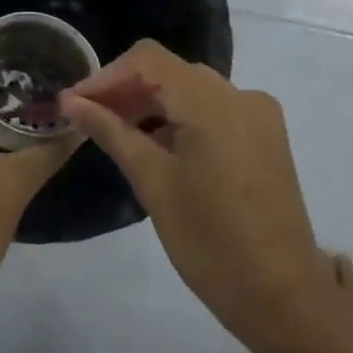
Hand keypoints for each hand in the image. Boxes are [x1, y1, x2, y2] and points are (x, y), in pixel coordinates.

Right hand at [59, 40, 319, 350]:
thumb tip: (71, 101)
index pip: (148, 60)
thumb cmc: (208, 239)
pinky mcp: (266, 138)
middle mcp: (241, 95)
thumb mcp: (152, 181)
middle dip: (127, 91)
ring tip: (117, 136)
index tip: (75, 104)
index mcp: (213, 101)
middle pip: (172, 73)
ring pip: (194, 92)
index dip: (106, 76)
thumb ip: (111, 131)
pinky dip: (182, 121)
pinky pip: (216, 112)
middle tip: (89, 121)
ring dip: (153, 106)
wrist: (281, 292)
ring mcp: (259, 116)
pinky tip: (158, 149)